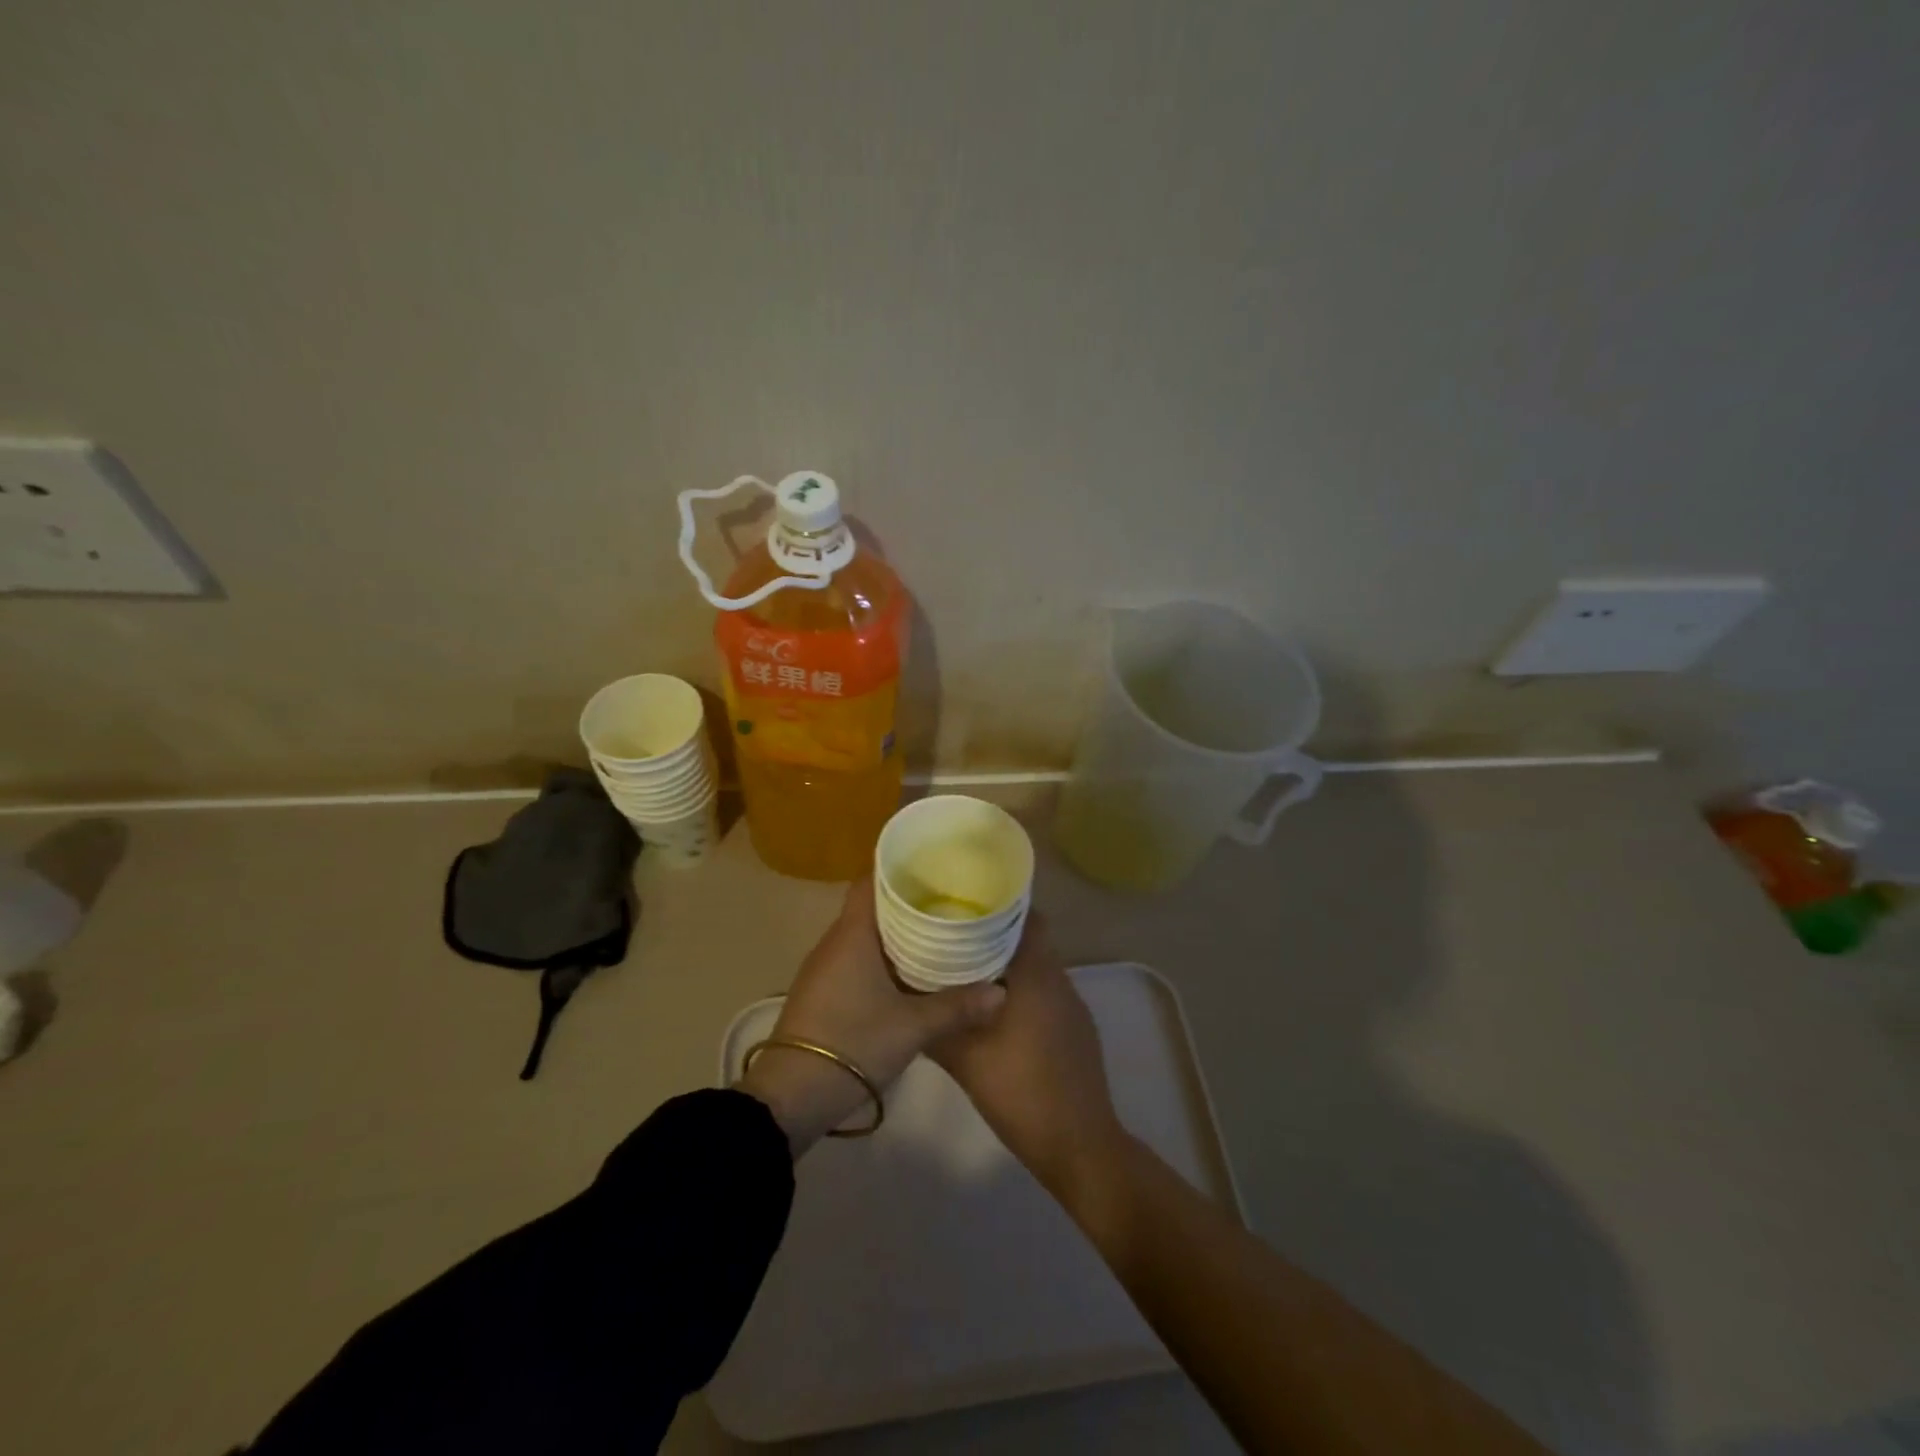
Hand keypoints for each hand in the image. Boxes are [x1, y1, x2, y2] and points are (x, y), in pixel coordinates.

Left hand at [739, 877, 1006, 1154]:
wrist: (792, 1095)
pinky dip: (882, 956)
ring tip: (936, 931)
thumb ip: (957, 1006)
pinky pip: (856, 958)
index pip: (871, 881)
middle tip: (948, 900)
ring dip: (895, 931)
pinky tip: (909, 971)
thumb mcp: (913, 1026)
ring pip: (864, 934)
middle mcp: (835, 941)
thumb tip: (1001, 992)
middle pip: (871, 906)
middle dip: (907, 901)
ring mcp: (825, 968)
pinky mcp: (823, 991)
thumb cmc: (853, 1043)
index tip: (932, 866)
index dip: (899, 869)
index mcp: (853, 934)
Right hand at [928, 916, 1128, 1201]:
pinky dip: (1023, 989)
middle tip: (955, 935)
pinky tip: (995, 1009)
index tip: (964, 903)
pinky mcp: (1076, 1028)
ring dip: (1009, 964)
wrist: (1078, 1145)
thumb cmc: (1019, 1091)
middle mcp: (1059, 979)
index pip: (1025, 916)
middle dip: (995, 934)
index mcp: (1036, 974)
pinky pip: (1046, 991)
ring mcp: (1072, 1005)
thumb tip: (904, 996)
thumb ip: (935, 1023)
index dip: (996, 905)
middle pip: (1030, 938)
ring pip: (1038, 966)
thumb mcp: (964, 1059)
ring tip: (967, 968)